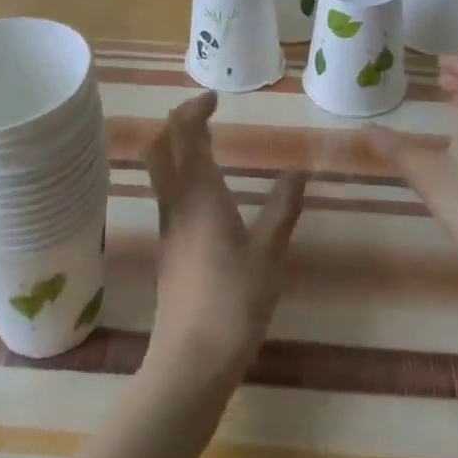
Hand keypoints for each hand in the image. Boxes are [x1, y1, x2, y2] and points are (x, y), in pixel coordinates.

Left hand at [141, 92, 305, 387]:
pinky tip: (209, 195)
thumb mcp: (269, 253)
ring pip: (160, 173)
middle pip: (159, 148)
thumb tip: (297, 172)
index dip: (194, 110)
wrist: (191, 359)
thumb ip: (282, 209)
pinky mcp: (169, 250)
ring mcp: (168, 228)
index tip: (215, 99)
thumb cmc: (234, 300)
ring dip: (177, 149)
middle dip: (177, 124)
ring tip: (210, 146)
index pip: (184, 134)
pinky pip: (169, 196)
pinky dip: (182, 177)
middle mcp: (176, 203)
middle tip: (206, 116)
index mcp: (199, 194)